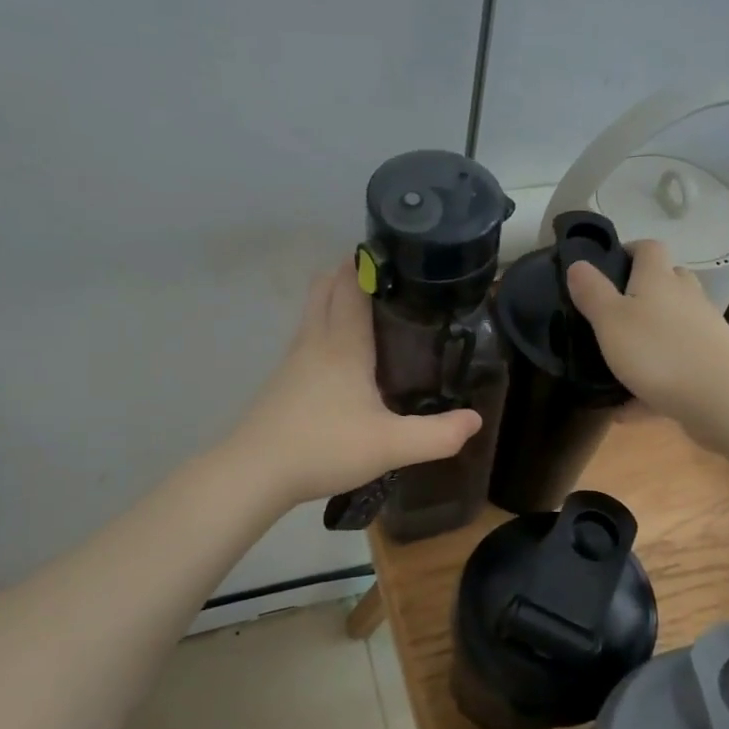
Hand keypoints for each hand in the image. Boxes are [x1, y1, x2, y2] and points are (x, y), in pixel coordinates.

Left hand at [232, 264, 482, 505]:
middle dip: (352, 272)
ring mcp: (294, 360)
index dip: (370, 262)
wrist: (254, 473)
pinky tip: (347, 359)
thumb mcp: (391, 446)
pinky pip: (308, 337)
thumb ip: (437, 435)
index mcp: (343, 343)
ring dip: (337, 299)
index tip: (399, 255)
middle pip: (326, 286)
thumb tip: (474, 420)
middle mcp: (315, 340)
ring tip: (375, 314)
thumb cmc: (324, 447)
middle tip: (390, 282)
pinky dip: (326, 329)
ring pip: (314, 310)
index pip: (352, 283)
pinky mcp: (283, 381)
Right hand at [566, 239, 728, 431]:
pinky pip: (676, 369)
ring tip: (618, 362)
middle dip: (642, 293)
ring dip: (649, 339)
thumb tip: (578, 263)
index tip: (607, 266)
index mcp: (658, 279)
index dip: (629, 250)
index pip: (648, 248)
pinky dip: (653, 384)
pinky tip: (628, 410)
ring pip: (673, 327)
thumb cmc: (658, 351)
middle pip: (667, 283)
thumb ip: (592, 292)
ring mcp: (704, 332)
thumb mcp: (611, 320)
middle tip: (612, 313)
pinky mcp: (711, 366)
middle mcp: (685, 298)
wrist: (723, 397)